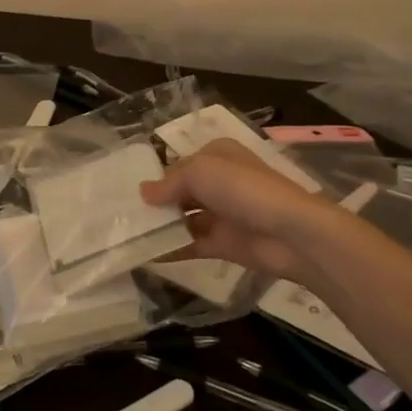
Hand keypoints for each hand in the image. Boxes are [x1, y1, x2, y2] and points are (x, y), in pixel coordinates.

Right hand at [140, 138, 346, 284]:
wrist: (290, 233)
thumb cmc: (243, 189)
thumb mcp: (200, 172)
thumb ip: (169, 183)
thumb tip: (143, 194)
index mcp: (217, 156)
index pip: (179, 164)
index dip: (157, 176)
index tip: (127, 191)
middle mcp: (220, 182)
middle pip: (180, 192)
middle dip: (155, 203)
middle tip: (121, 215)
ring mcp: (222, 214)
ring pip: (183, 219)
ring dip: (160, 227)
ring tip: (126, 235)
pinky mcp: (223, 243)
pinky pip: (190, 245)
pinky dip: (170, 249)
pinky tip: (144, 254)